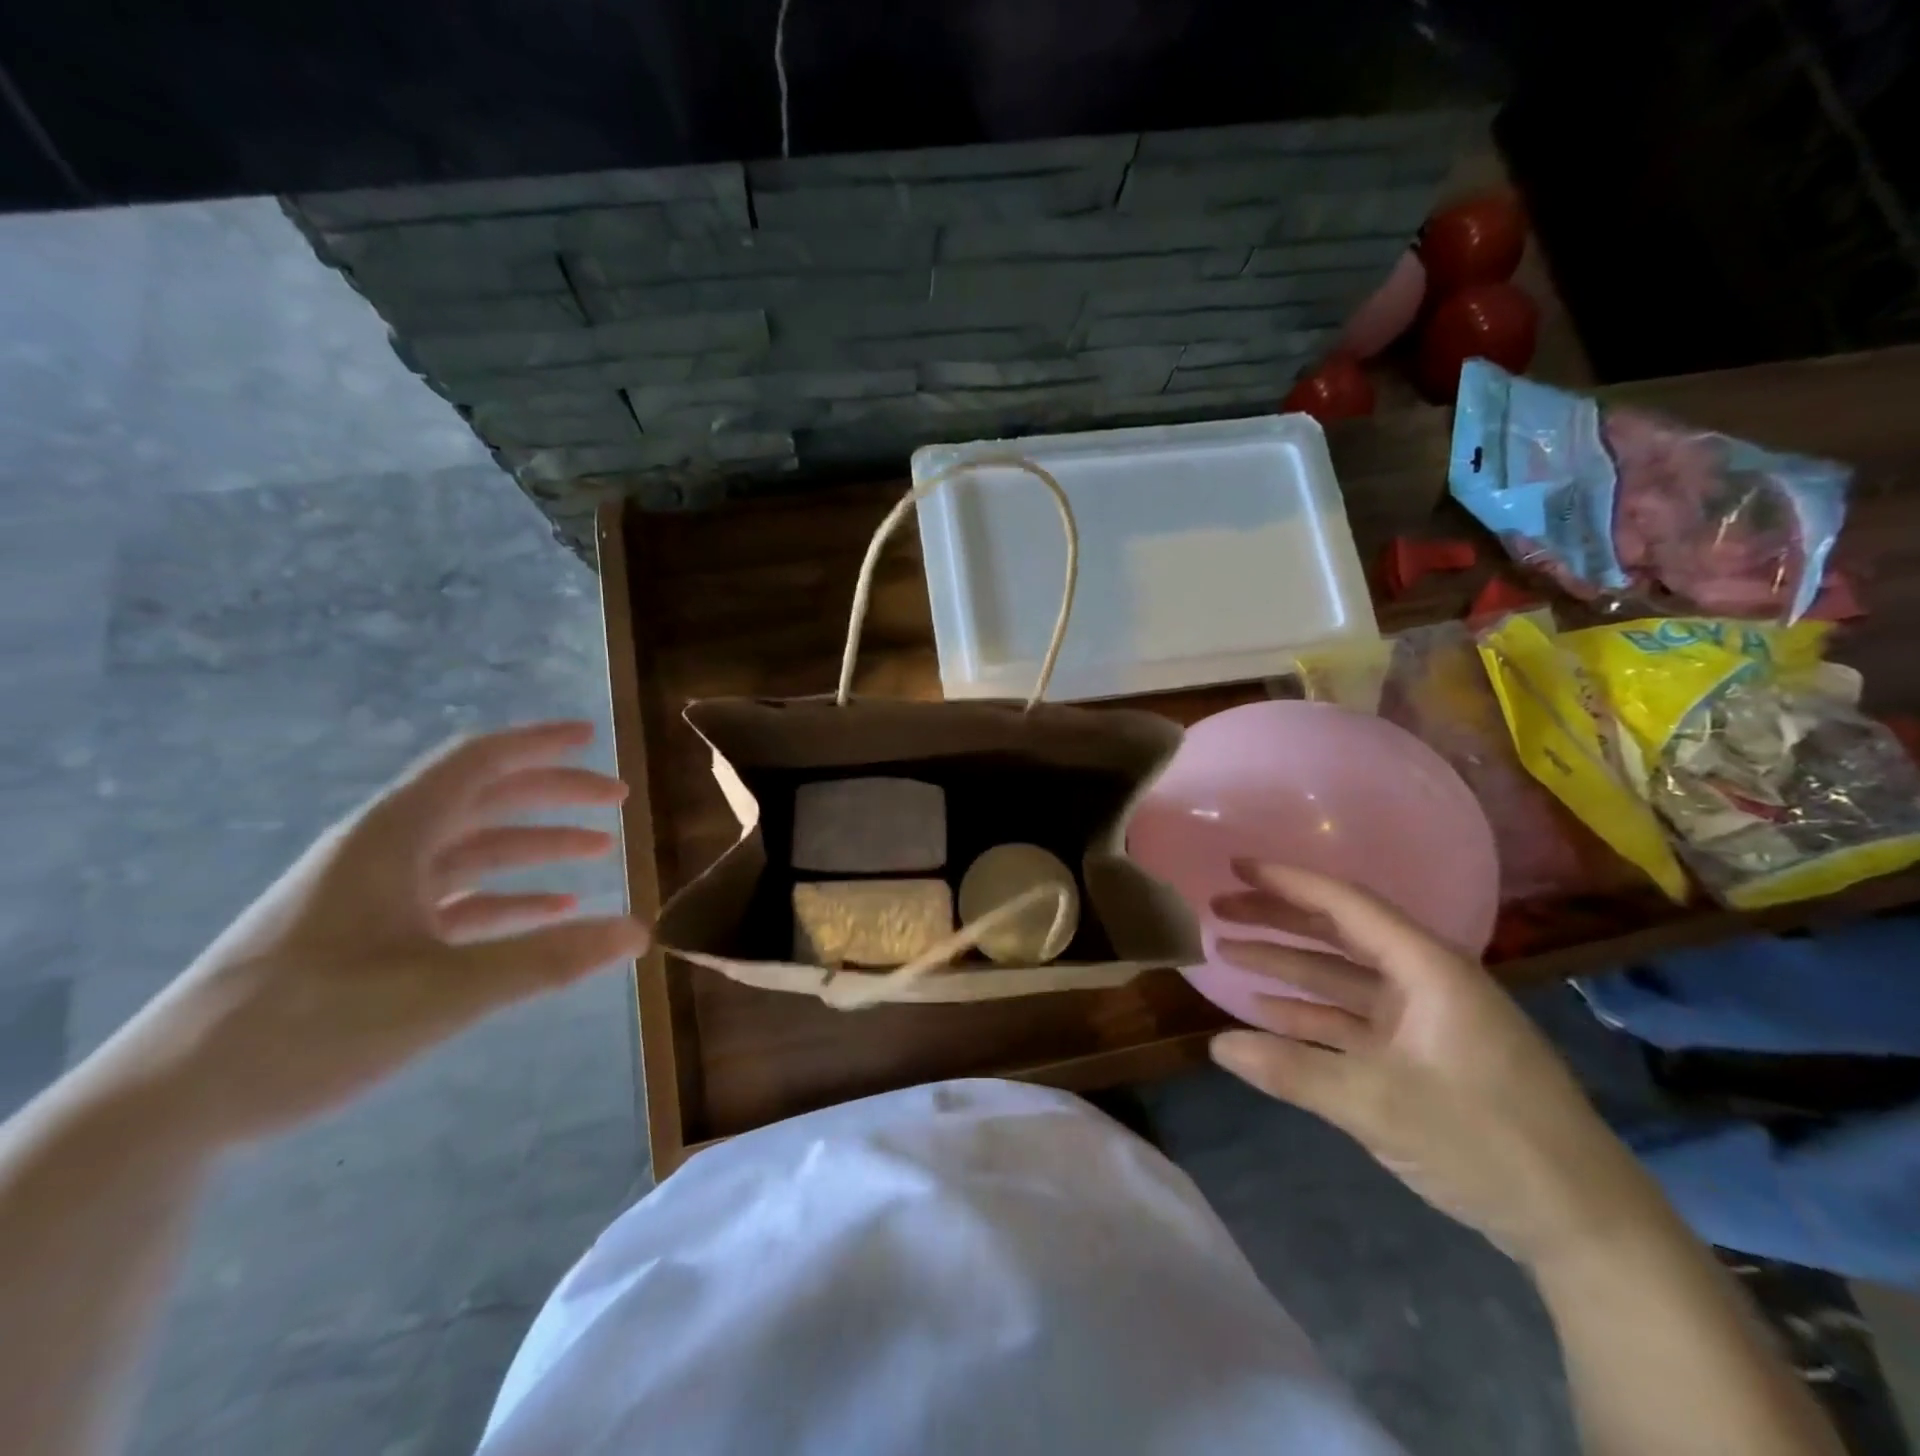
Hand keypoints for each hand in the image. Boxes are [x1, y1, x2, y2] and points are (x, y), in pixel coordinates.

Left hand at [79, 722, 647, 1148]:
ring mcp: (375, 895)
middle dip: (553, 796)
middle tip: (616, 802)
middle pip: (483, 800)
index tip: (593, 738)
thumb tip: (638, 932)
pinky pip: (455, 898)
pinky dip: (507, 897)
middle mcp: (384, 851)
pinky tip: (550, 911)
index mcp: (392, 837)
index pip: (476, 763)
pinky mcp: (369, 936)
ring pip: (472, 849)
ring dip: (535, 845)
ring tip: (599, 851)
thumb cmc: (307, 1027)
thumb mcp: (442, 992)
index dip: (538, 744)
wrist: (171, 1104)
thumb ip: (547, 959)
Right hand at [1207, 860, 1664, 1269]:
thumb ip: (1293, 1070)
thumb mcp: (1380, 1104)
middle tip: (1218, 909)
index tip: (1236, 867)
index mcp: (1428, 969)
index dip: (1287, 883)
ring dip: (1286, 966)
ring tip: (1227, 953)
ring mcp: (1423, 1021)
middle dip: (1276, 920)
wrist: (1586, 1226)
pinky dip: (1309, 1014)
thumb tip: (1217, 1045)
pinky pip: (1352, 1020)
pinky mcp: (1421, 1057)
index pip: (1346, 905)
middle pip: (1337, 934)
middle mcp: (1424, 982)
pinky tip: (1266, 1013)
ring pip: (1340, 978)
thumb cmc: (1488, 1141)